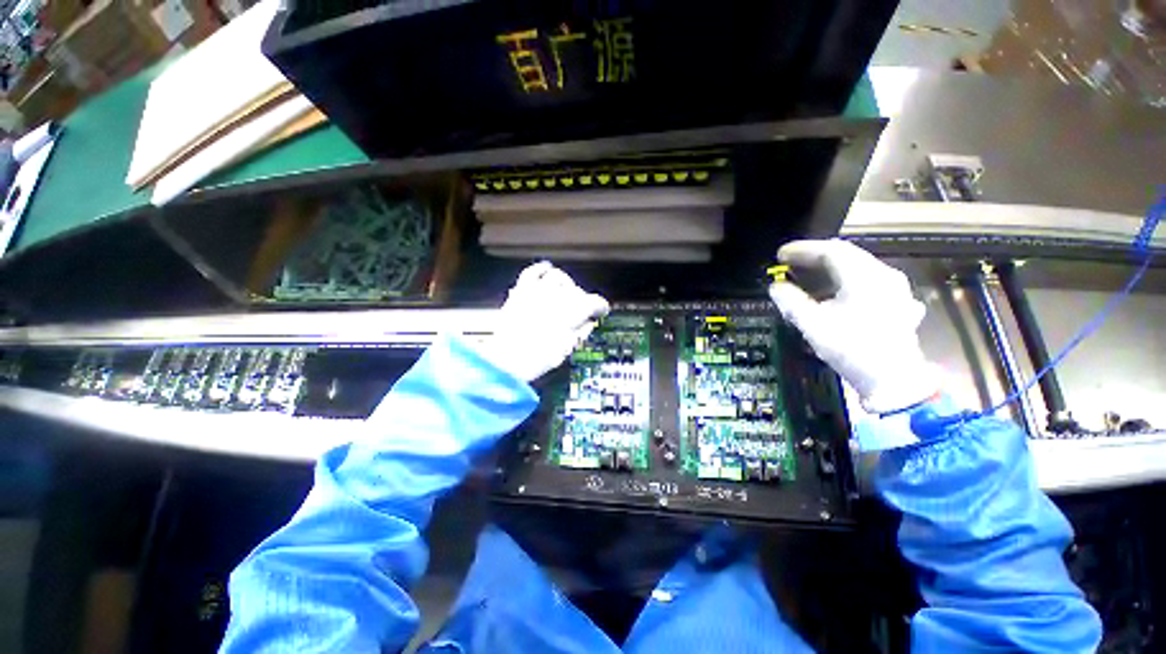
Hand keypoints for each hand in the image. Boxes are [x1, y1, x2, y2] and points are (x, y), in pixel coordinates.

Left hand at [480, 262, 609, 382]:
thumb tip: (588, 323)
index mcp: (572, 312)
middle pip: (577, 290)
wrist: (506, 360)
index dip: (600, 307)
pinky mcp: (522, 290)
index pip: (594, 302)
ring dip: (565, 284)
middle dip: (582, 299)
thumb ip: (581, 331)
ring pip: (558, 277)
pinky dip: (541, 269)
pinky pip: (533, 271)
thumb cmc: (538, 358)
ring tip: (565, 292)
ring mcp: (538, 291)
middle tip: (580, 309)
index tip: (600, 311)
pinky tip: (546, 271)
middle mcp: (557, 297)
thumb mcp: (567, 348)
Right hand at [768, 240, 939, 414]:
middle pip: (847, 256)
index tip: (780, 255)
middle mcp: (884, 276)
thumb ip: (790, 301)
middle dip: (815, 257)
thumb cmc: (852, 348)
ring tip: (807, 277)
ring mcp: (895, 290)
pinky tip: (836, 295)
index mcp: (865, 277)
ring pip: (858, 269)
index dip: (802, 250)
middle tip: (790, 263)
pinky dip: (845, 283)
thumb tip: (775, 287)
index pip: (831, 251)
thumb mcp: (813, 324)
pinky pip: (868, 283)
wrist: (894, 381)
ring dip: (829, 270)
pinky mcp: (897, 305)